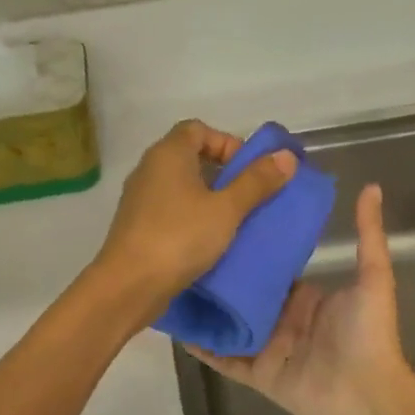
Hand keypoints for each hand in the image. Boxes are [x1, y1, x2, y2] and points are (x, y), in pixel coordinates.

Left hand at [89, 120, 296, 323]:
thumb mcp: (226, 210)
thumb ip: (256, 182)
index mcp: (168, 153)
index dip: (226, 142)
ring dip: (207, 199)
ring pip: (180, 187)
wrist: (128, 285)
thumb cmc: (180, 238)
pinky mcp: (136, 226)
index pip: (198, 129)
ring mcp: (139, 198)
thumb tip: (286, 156)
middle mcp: (149, 169)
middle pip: (189, 157)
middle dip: (222, 173)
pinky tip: (208, 242)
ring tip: (233, 222)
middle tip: (247, 197)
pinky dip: (190, 218)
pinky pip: (169, 211)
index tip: (248, 169)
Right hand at [187, 184, 413, 414]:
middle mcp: (282, 320)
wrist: (367, 393)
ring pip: (229, 325)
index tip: (223, 225)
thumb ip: (368, 235)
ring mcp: (266, 348)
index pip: (271, 269)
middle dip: (221, 279)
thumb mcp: (372, 277)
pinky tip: (178, 329)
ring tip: (174, 286)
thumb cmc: (368, 333)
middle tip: (187, 251)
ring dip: (207, 310)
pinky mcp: (256, 374)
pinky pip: (224, 358)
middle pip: (245, 296)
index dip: (250, 250)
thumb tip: (371, 187)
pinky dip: (203, 347)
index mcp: (304, 297)